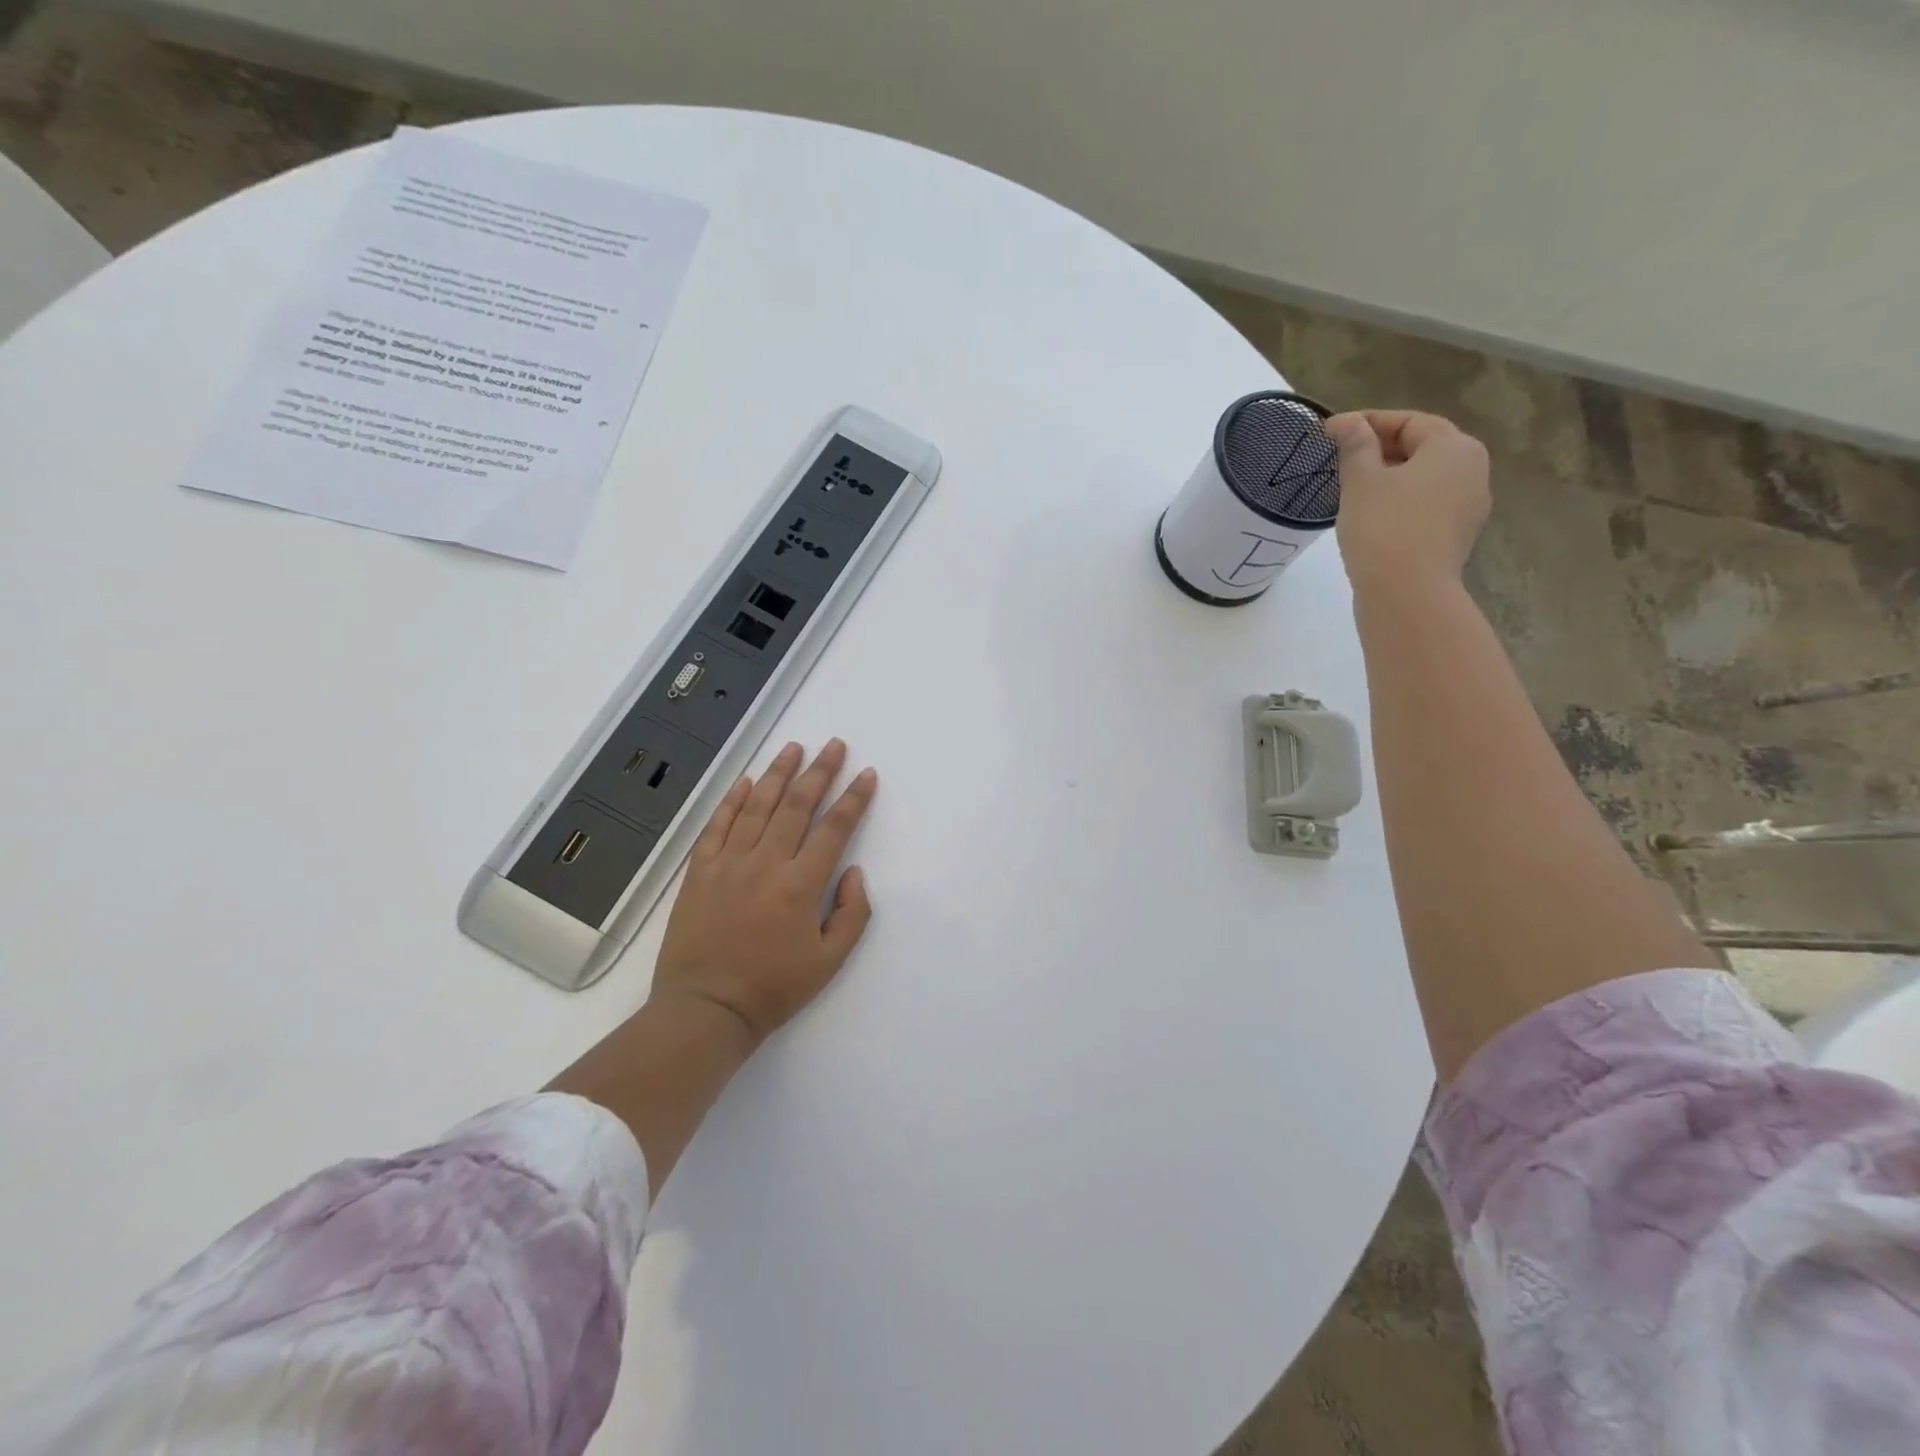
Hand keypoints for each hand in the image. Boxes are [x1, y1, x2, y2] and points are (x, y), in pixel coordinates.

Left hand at [650, 739, 876, 1046]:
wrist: (705, 1009)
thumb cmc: (773, 988)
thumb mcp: (830, 962)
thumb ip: (852, 914)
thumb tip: (853, 872)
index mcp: (800, 885)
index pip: (834, 829)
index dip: (854, 799)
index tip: (866, 775)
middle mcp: (766, 863)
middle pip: (797, 806)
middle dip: (820, 772)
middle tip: (834, 746)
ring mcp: (728, 863)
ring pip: (758, 806)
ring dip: (778, 774)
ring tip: (794, 748)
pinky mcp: (700, 871)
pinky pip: (718, 826)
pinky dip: (733, 801)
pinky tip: (747, 782)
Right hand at [1327, 410, 1490, 597]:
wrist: (1407, 594)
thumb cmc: (1383, 527)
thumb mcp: (1362, 481)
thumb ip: (1356, 446)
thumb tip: (1347, 421)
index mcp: (1454, 447)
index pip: (1408, 421)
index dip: (1367, 422)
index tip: (1330, 432)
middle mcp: (1472, 470)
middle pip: (1422, 448)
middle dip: (1380, 449)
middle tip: (1340, 459)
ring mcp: (1468, 506)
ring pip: (1424, 479)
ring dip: (1390, 478)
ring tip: (1352, 489)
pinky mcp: (1455, 536)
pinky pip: (1426, 506)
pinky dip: (1400, 503)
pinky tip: (1372, 517)